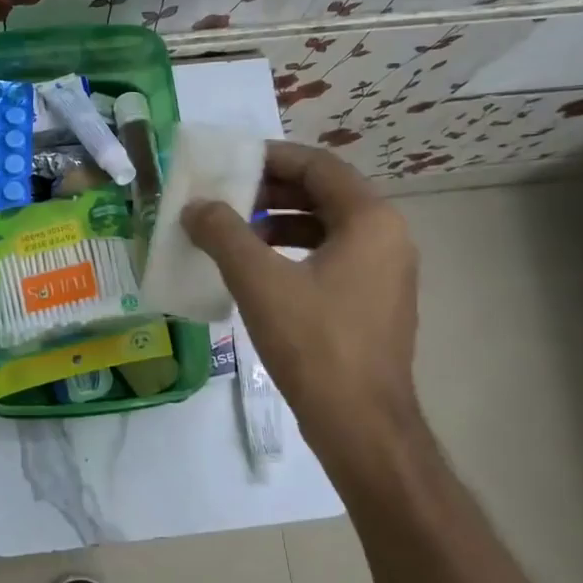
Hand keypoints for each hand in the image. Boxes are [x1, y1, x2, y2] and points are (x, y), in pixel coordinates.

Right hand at [182, 141, 420, 456]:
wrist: (361, 425)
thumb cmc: (314, 344)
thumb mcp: (259, 281)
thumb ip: (224, 234)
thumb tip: (195, 207)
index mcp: (371, 220)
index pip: (319, 166)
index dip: (272, 158)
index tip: (230, 163)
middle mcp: (387, 237)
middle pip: (324, 194)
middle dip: (271, 192)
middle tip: (226, 197)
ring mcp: (385, 273)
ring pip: (327, 229)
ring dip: (280, 223)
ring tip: (236, 234)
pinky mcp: (374, 303)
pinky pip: (332, 259)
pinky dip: (294, 254)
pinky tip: (259, 273)